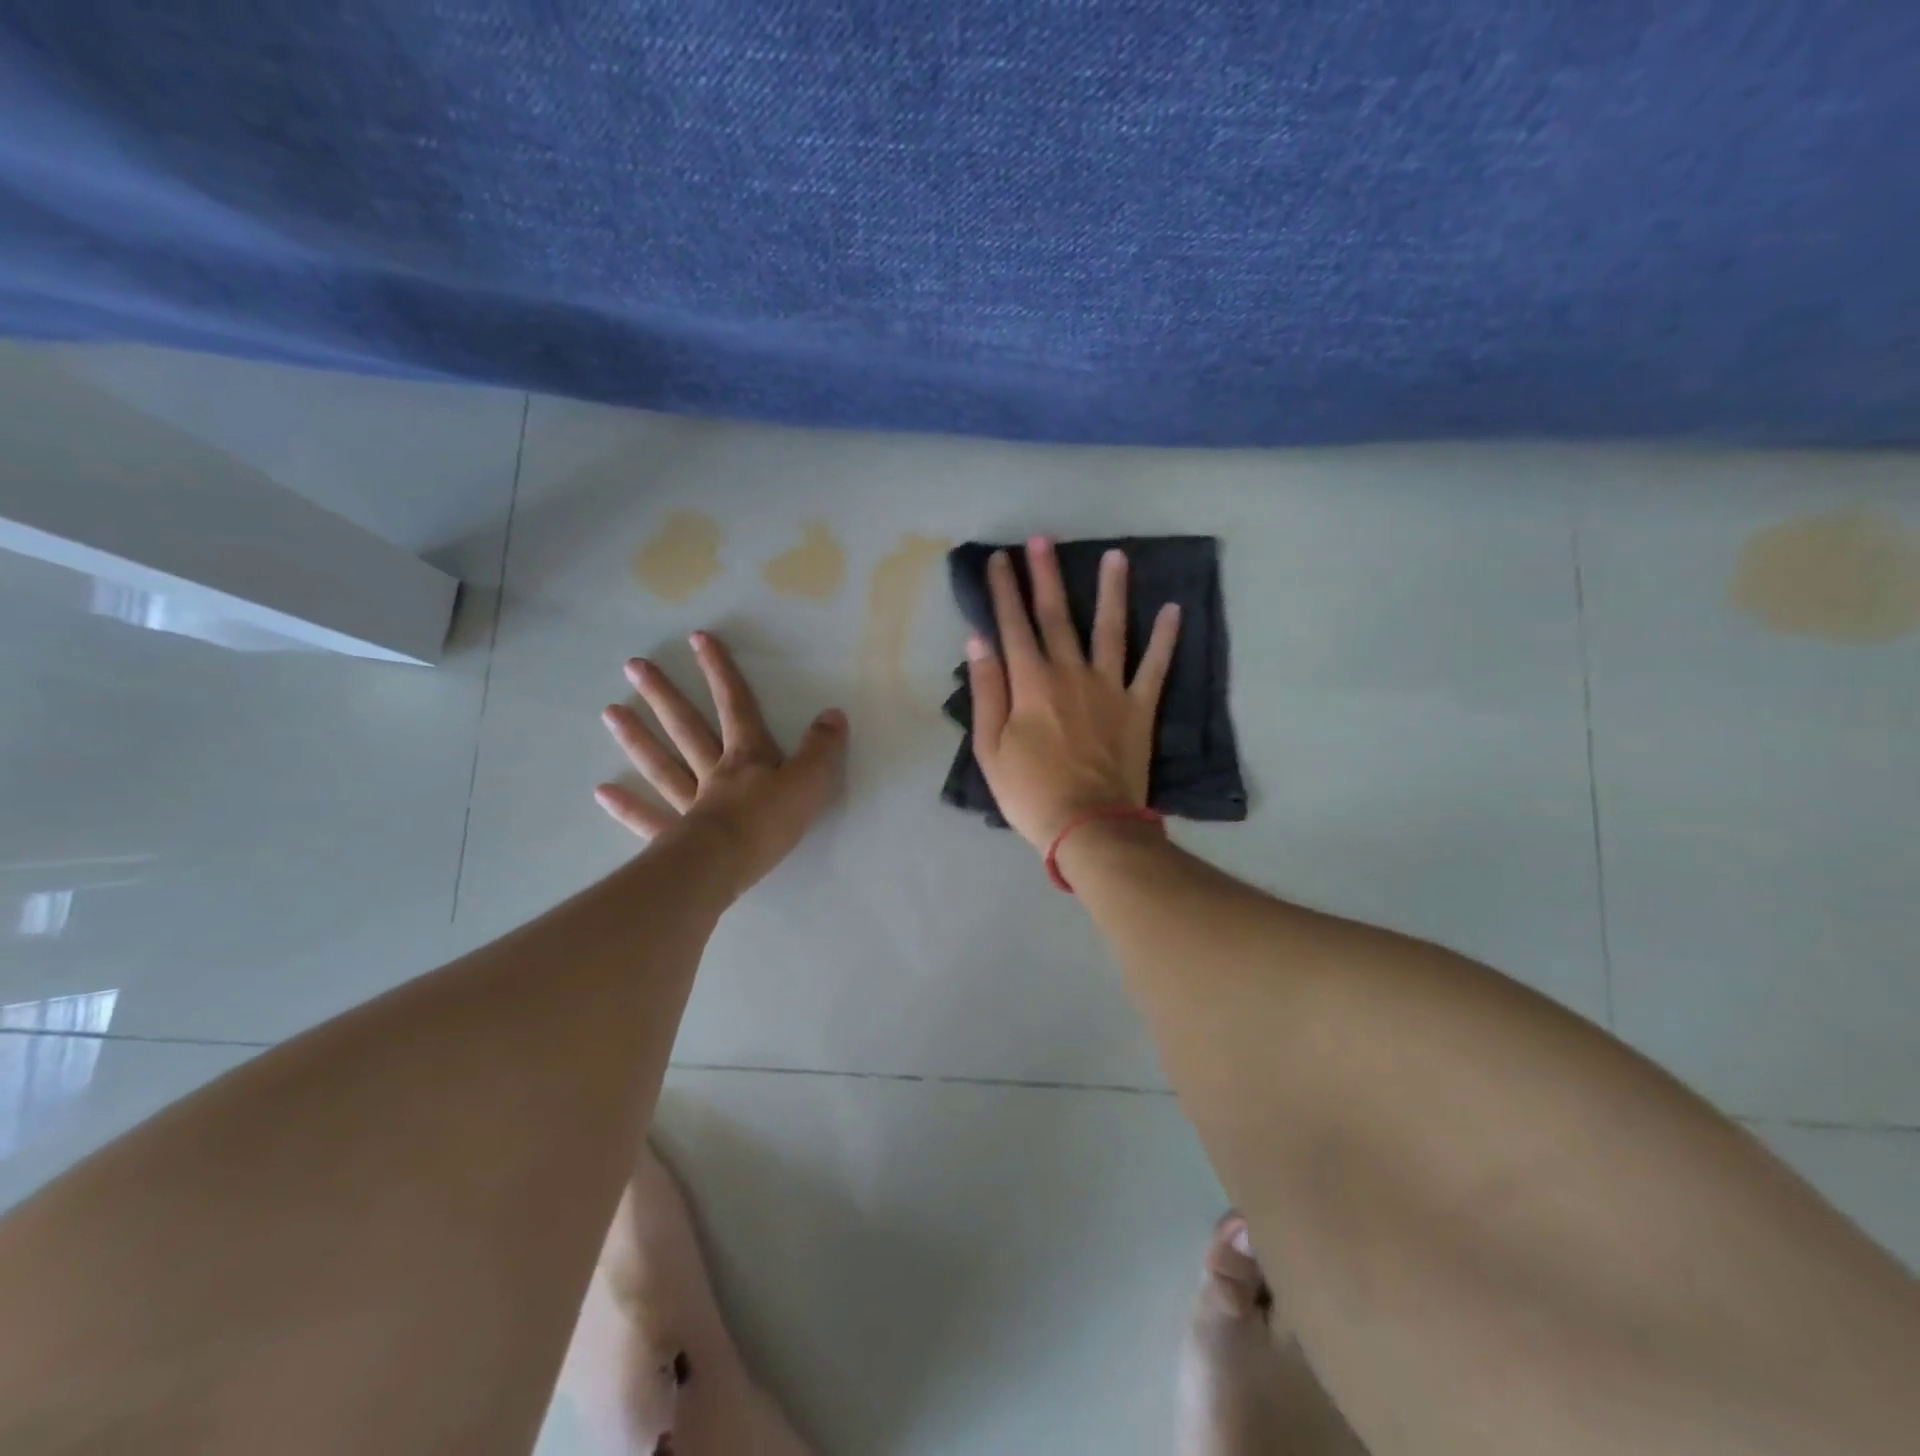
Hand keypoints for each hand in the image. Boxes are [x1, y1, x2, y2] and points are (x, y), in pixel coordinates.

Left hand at [595, 632, 847, 897]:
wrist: (726, 864)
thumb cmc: (770, 822)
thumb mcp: (810, 781)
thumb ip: (822, 748)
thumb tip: (833, 714)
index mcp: (747, 756)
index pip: (735, 705)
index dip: (720, 671)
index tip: (698, 639)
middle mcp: (713, 772)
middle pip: (687, 728)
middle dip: (664, 695)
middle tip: (633, 666)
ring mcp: (689, 804)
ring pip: (662, 764)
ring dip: (638, 738)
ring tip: (610, 712)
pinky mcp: (674, 838)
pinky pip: (648, 818)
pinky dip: (626, 806)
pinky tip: (602, 791)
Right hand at [966, 536, 1179, 849]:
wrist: (1088, 825)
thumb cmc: (1030, 792)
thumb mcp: (990, 748)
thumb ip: (986, 691)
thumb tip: (979, 640)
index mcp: (1031, 683)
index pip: (1013, 626)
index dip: (1005, 591)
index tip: (1000, 559)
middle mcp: (1070, 673)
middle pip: (1057, 616)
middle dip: (1047, 576)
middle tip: (1043, 539)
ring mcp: (1109, 688)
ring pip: (1111, 629)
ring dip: (1111, 591)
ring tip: (1116, 556)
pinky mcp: (1139, 707)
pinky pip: (1155, 666)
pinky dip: (1165, 638)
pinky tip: (1173, 609)